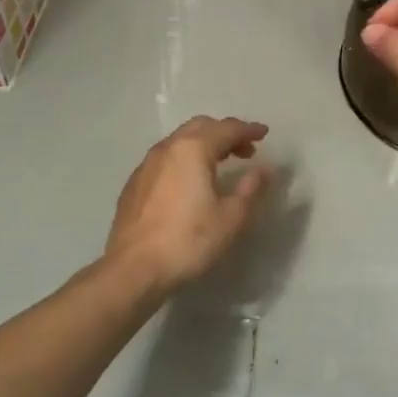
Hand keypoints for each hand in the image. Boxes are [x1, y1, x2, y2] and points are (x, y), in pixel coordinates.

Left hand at [105, 117, 271, 293]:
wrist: (133, 269)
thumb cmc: (188, 241)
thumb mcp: (231, 218)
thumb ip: (250, 188)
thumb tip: (263, 169)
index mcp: (193, 149)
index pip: (226, 128)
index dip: (248, 130)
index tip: (264, 133)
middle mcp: (167, 149)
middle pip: (200, 127)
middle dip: (225, 133)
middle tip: (245, 150)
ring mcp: (146, 165)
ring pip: (179, 141)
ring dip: (203, 145)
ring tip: (220, 165)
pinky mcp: (134, 184)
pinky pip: (165, 159)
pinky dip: (184, 160)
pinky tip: (189, 183)